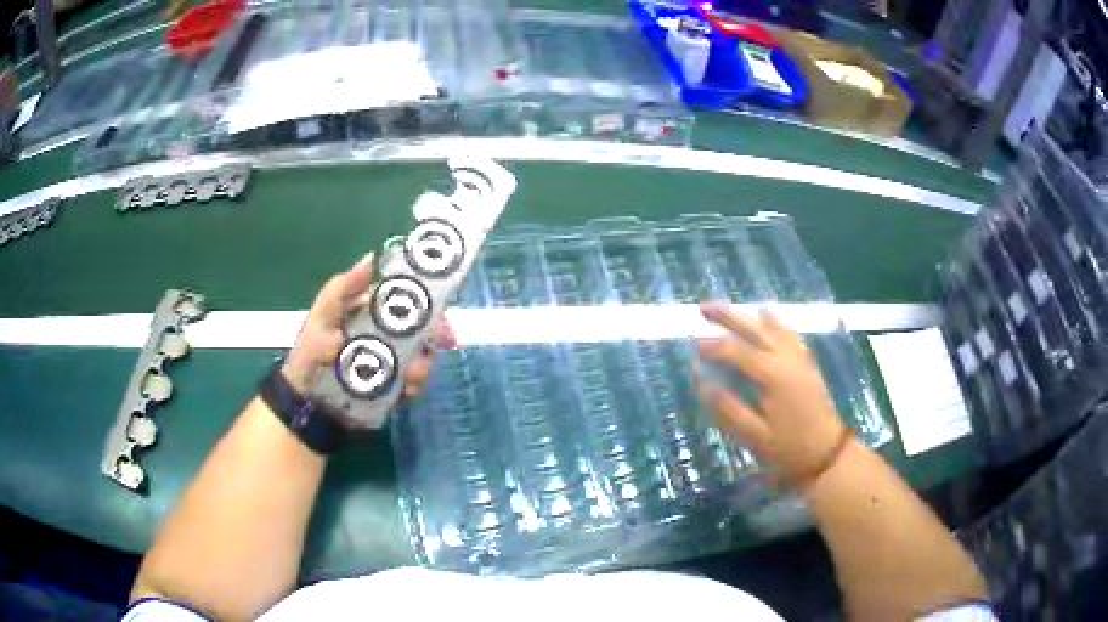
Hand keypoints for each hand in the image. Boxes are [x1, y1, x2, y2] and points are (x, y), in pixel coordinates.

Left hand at [281, 253, 454, 397]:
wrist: (307, 401)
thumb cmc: (311, 352)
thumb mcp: (321, 315)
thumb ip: (342, 288)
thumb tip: (371, 257)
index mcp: (372, 310)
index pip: (406, 296)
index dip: (426, 295)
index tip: (437, 301)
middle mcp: (387, 333)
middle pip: (423, 326)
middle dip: (436, 332)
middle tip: (442, 339)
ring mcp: (393, 361)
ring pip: (423, 355)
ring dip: (425, 361)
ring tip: (414, 372)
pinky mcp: (394, 387)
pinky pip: (415, 383)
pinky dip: (416, 385)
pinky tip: (408, 388)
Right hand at [696, 303, 846, 482]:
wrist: (828, 455)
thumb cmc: (789, 449)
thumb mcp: (754, 436)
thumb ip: (728, 408)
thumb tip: (702, 383)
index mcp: (773, 376)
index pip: (737, 352)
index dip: (713, 346)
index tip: (692, 343)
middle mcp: (787, 360)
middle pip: (755, 329)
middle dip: (728, 316)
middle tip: (704, 307)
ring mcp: (800, 360)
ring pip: (775, 327)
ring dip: (751, 316)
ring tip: (735, 308)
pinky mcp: (808, 365)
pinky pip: (790, 334)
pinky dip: (776, 323)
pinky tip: (770, 321)